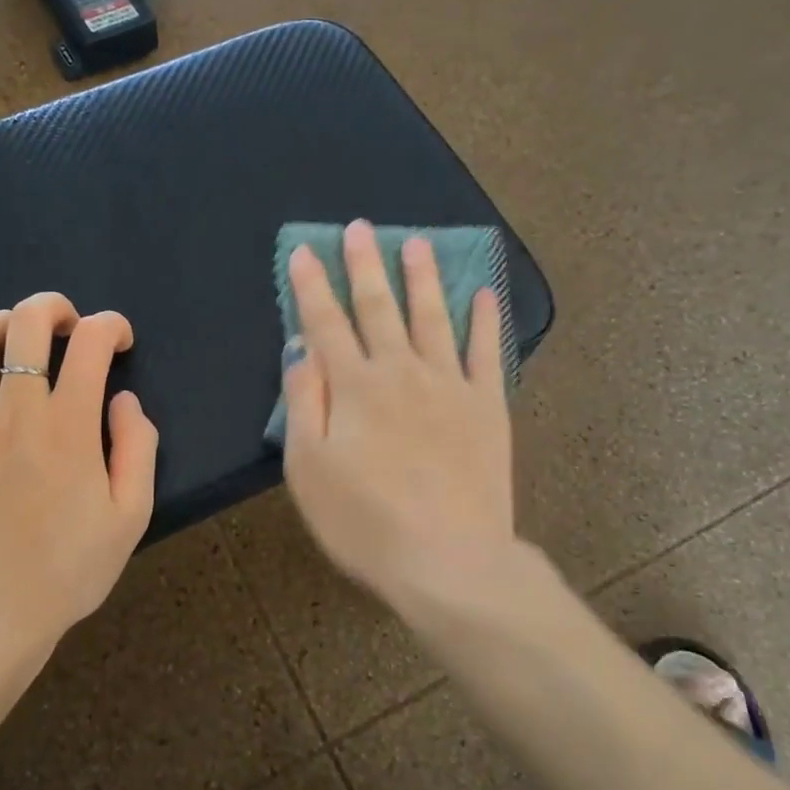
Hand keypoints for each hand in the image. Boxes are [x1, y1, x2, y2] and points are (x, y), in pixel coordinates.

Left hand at [0, 292, 157, 658]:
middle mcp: (13, 409)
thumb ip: (138, 448)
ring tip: (16, 342)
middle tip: (68, 327)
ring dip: (1, 325)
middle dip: (54, 307)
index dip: (111, 326)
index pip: (91, 341)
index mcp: (68, 424)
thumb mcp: (130, 517)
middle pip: (26, 321)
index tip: (118, 342)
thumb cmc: (64, 572)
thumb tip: (123, 399)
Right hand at [282, 221, 514, 598]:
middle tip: (361, 228)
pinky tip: (484, 294)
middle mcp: (401, 372)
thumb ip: (303, 402)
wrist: (449, 561)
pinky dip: (486, 321)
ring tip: (417, 242)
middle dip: (366, 265)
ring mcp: (450, 385)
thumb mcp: (308, 469)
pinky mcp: (487, 407)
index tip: (306, 251)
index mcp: (354, 387)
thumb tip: (302, 349)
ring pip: (432, 317)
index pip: (326, 323)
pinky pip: (486, 353)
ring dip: (423, 278)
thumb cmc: (364, 521)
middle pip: (379, 308)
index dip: (313, 286)